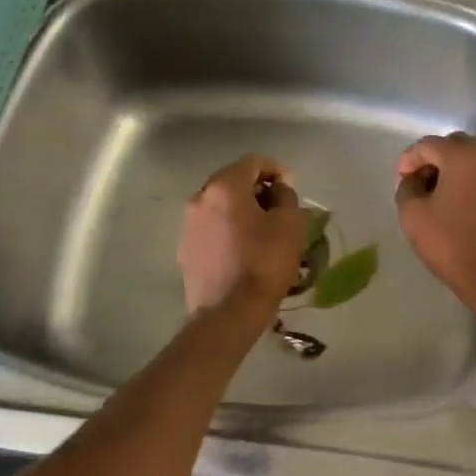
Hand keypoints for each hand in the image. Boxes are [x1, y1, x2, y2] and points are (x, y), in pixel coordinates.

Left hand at [178, 155, 307, 320]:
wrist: (228, 313)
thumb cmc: (264, 263)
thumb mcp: (290, 224)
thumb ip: (286, 196)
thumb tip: (278, 189)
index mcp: (224, 187)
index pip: (253, 162)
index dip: (276, 169)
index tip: (290, 187)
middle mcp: (200, 199)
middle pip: (232, 181)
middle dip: (257, 189)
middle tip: (278, 207)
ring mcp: (188, 225)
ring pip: (219, 205)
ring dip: (241, 209)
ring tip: (262, 229)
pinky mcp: (185, 249)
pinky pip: (211, 227)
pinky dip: (228, 229)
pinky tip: (243, 249)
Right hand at [395, 134, 475, 313]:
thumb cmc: (452, 243)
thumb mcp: (413, 215)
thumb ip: (406, 189)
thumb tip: (412, 180)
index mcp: (462, 156)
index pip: (427, 145)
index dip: (408, 160)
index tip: (401, 182)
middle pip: (452, 146)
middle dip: (431, 161)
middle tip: (417, 185)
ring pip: (470, 160)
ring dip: (449, 171)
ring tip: (434, 197)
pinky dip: (466, 182)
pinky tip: (455, 206)